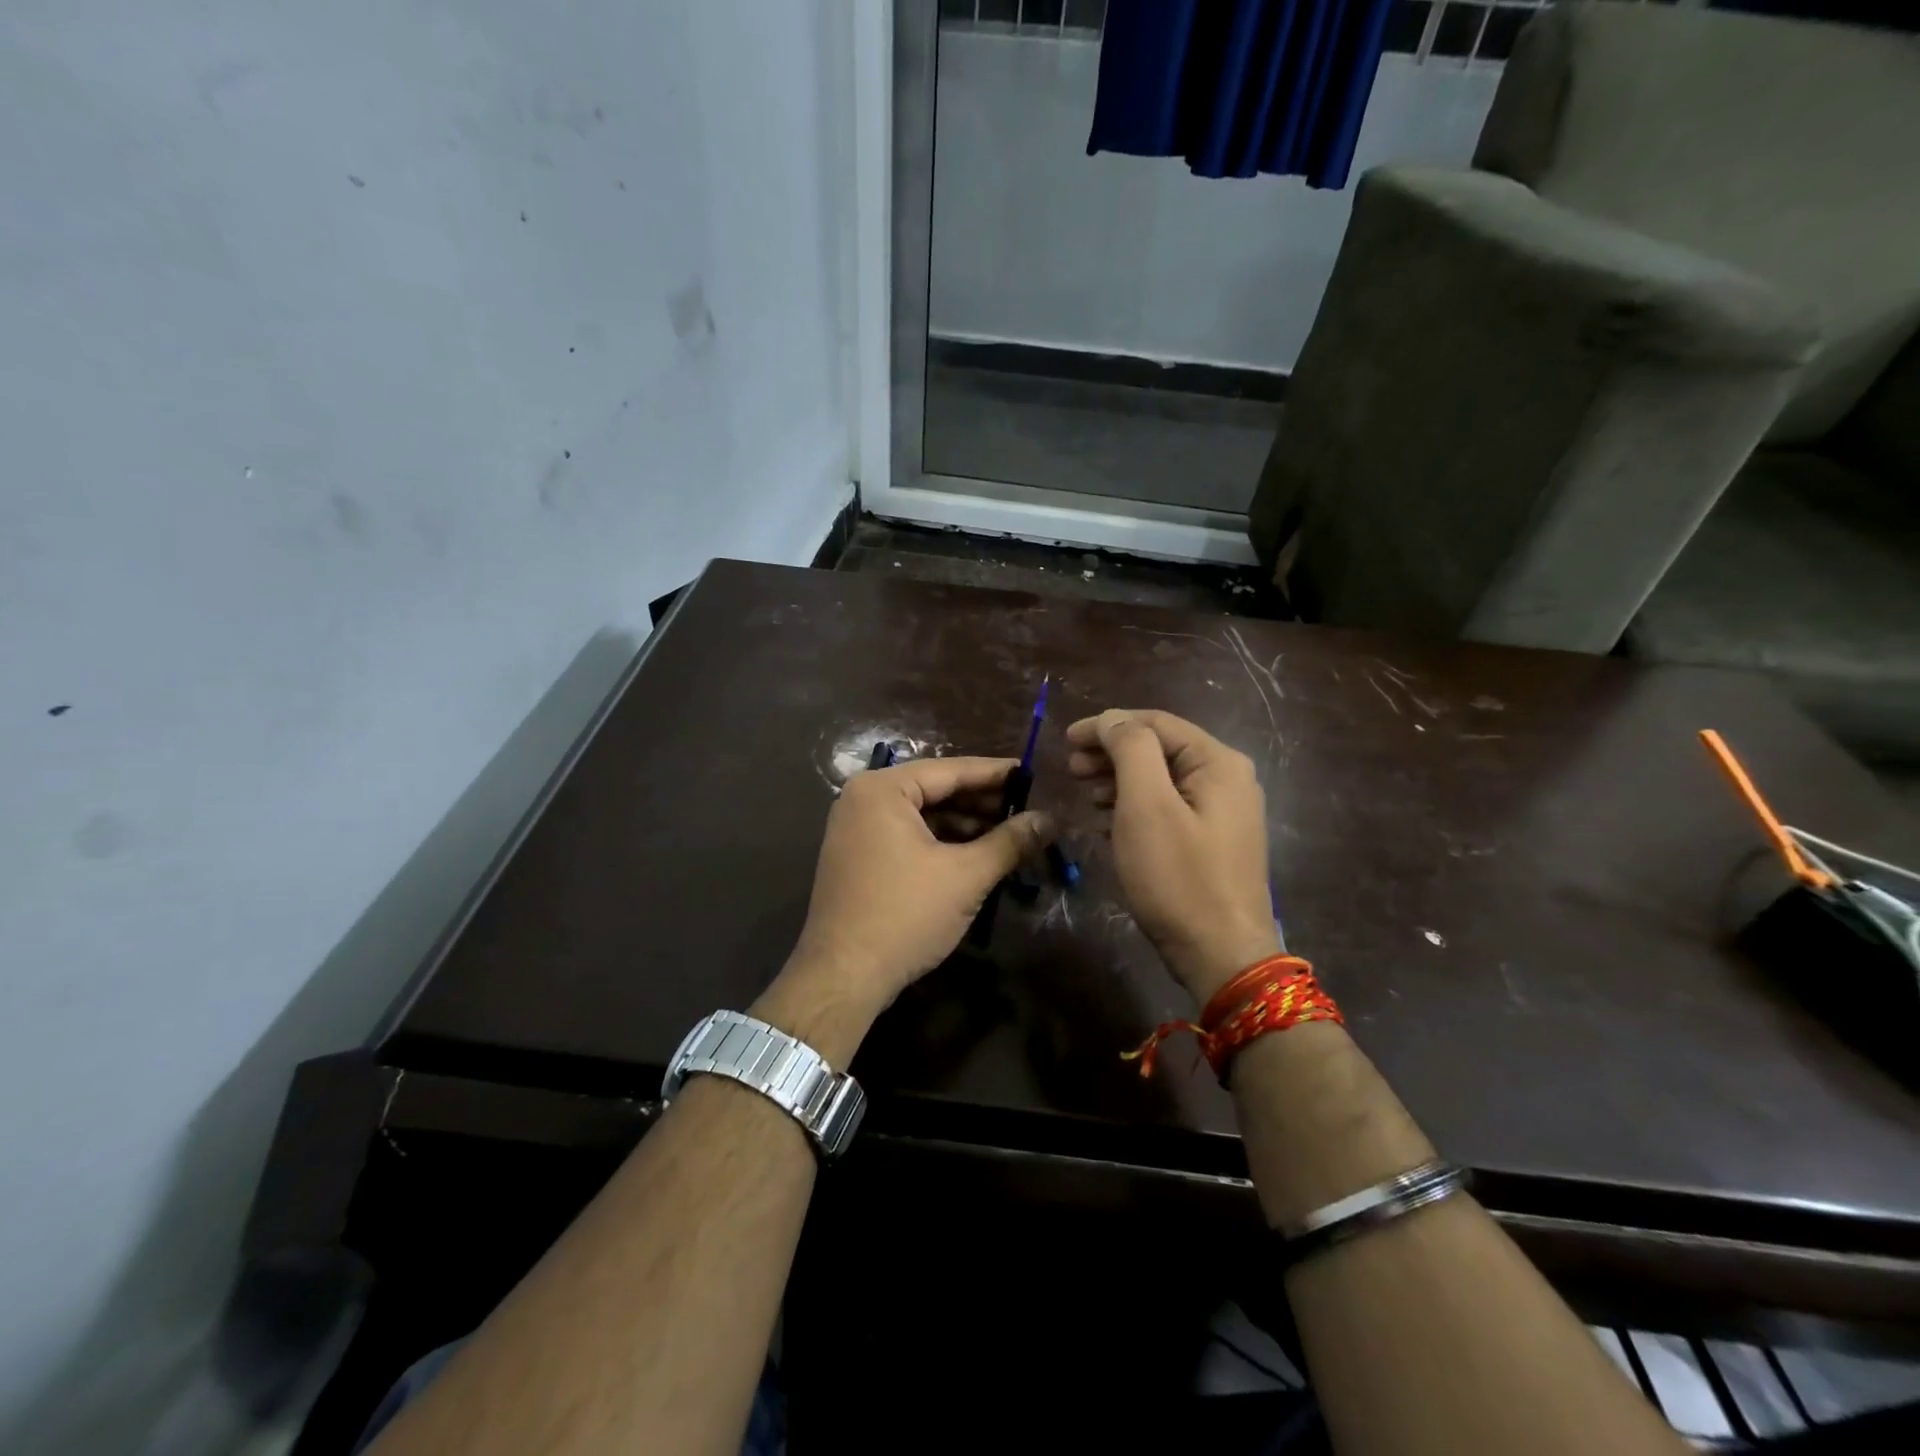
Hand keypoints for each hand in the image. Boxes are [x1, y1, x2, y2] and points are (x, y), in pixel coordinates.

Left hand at [774, 757, 1052, 1034]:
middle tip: (1028, 810)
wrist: (843, 977)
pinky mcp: (857, 858)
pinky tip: (975, 856)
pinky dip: (941, 843)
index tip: (1033, 774)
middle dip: (982, 803)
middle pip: (935, 791)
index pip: (950, 770)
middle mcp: (863, 799)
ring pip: (923, 816)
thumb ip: (1010, 841)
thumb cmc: (905, 915)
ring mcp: (855, 829)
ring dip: (965, 826)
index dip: (996, 774)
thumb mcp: (966, 876)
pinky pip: (907, 836)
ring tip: (1010, 836)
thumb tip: (1049, 819)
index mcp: (882, 789)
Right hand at [1066, 709, 1278, 1002]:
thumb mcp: (1147, 806)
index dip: (1106, 725)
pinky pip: (1168, 807)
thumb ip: (1130, 750)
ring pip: (1161, 779)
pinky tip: (1109, 821)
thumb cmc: (1178, 877)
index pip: (1155, 723)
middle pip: (1160, 749)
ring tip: (1086, 795)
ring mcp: (1223, 812)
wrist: (1221, 955)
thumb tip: (1113, 720)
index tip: (1065, 739)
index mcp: (1218, 762)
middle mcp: (1228, 778)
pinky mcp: (1213, 841)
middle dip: (1111, 753)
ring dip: (1120, 780)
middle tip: (1072, 769)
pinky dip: (1135, 806)